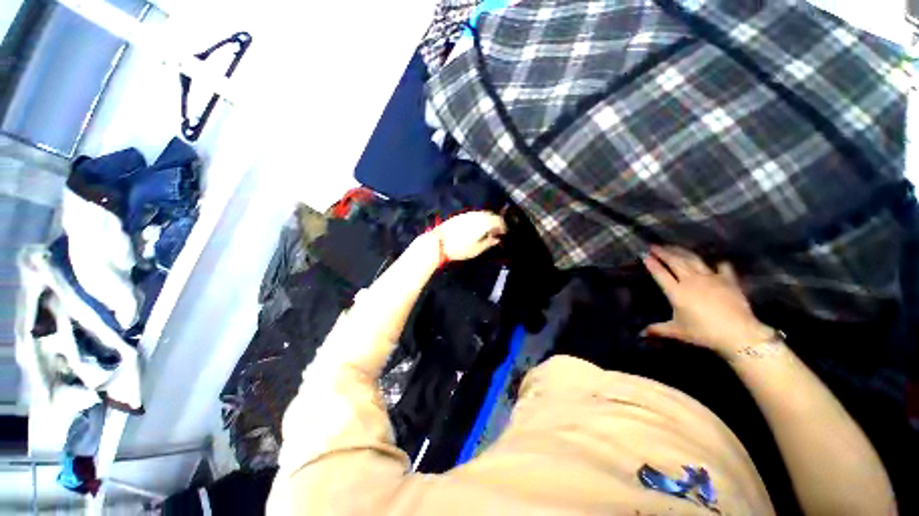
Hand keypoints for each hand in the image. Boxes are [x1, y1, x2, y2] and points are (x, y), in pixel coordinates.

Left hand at [429, 211, 506, 261]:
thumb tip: (496, 239)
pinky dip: (479, 220)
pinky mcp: (460, 215)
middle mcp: (477, 215)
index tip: (504, 233)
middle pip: (491, 215)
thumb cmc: (459, 248)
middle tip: (496, 232)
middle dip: (496, 222)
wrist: (438, 242)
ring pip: (482, 214)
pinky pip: (474, 215)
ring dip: (487, 220)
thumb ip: (489, 243)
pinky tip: (476, 228)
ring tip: (487, 231)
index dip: (503, 227)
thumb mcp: (477, 249)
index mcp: (484, 223)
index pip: (499, 221)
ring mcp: (468, 214)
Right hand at [642, 246, 773, 356]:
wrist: (738, 333)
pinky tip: (714, 260)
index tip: (644, 255)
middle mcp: (691, 280)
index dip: (652, 264)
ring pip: (693, 259)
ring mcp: (710, 278)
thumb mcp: (677, 332)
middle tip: (655, 245)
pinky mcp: (728, 280)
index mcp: (677, 292)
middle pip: (675, 262)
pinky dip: (717, 262)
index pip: (660, 274)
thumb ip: (658, 329)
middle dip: (663, 253)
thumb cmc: (703, 333)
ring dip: (681, 251)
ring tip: (673, 246)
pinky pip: (721, 266)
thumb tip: (640, 334)